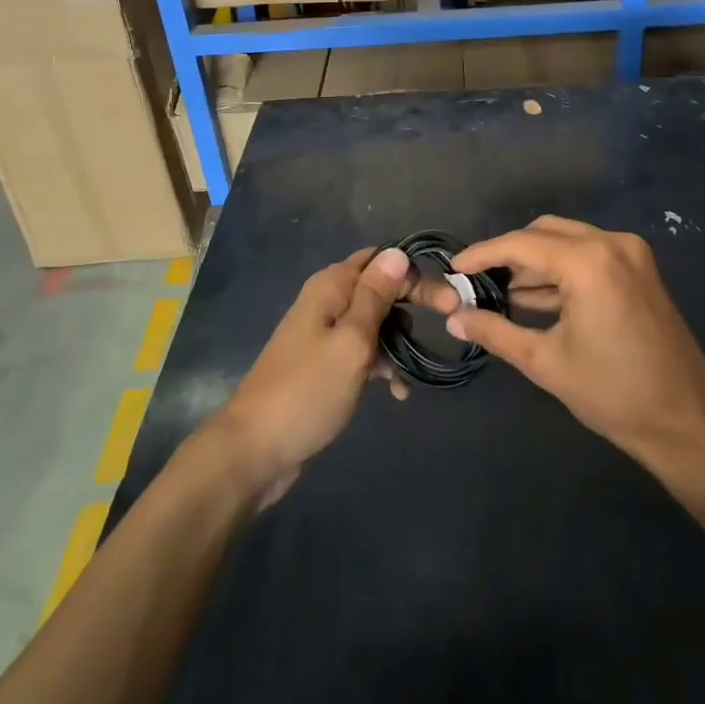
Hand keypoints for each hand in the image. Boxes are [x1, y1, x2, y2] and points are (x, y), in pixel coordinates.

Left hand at [204, 247, 425, 505]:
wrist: (255, 450)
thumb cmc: (308, 390)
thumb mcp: (351, 341)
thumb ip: (375, 296)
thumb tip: (397, 252)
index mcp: (331, 286)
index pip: (382, 260)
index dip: (415, 274)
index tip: (449, 299)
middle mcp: (327, 301)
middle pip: (380, 289)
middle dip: (413, 305)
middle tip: (449, 321)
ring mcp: (323, 334)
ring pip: (374, 323)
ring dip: (398, 340)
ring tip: (416, 369)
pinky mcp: (323, 364)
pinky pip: (361, 352)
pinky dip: (381, 365)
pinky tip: (397, 392)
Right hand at [438, 217, 704, 476]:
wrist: (686, 422)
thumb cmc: (612, 394)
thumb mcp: (545, 362)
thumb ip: (495, 331)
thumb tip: (453, 317)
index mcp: (588, 262)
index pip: (521, 244)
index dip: (482, 254)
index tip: (453, 269)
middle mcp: (611, 243)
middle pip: (544, 233)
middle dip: (508, 254)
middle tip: (477, 282)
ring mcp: (631, 253)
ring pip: (567, 241)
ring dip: (535, 262)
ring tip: (500, 293)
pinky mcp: (640, 269)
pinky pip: (589, 255)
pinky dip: (561, 270)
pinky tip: (536, 298)